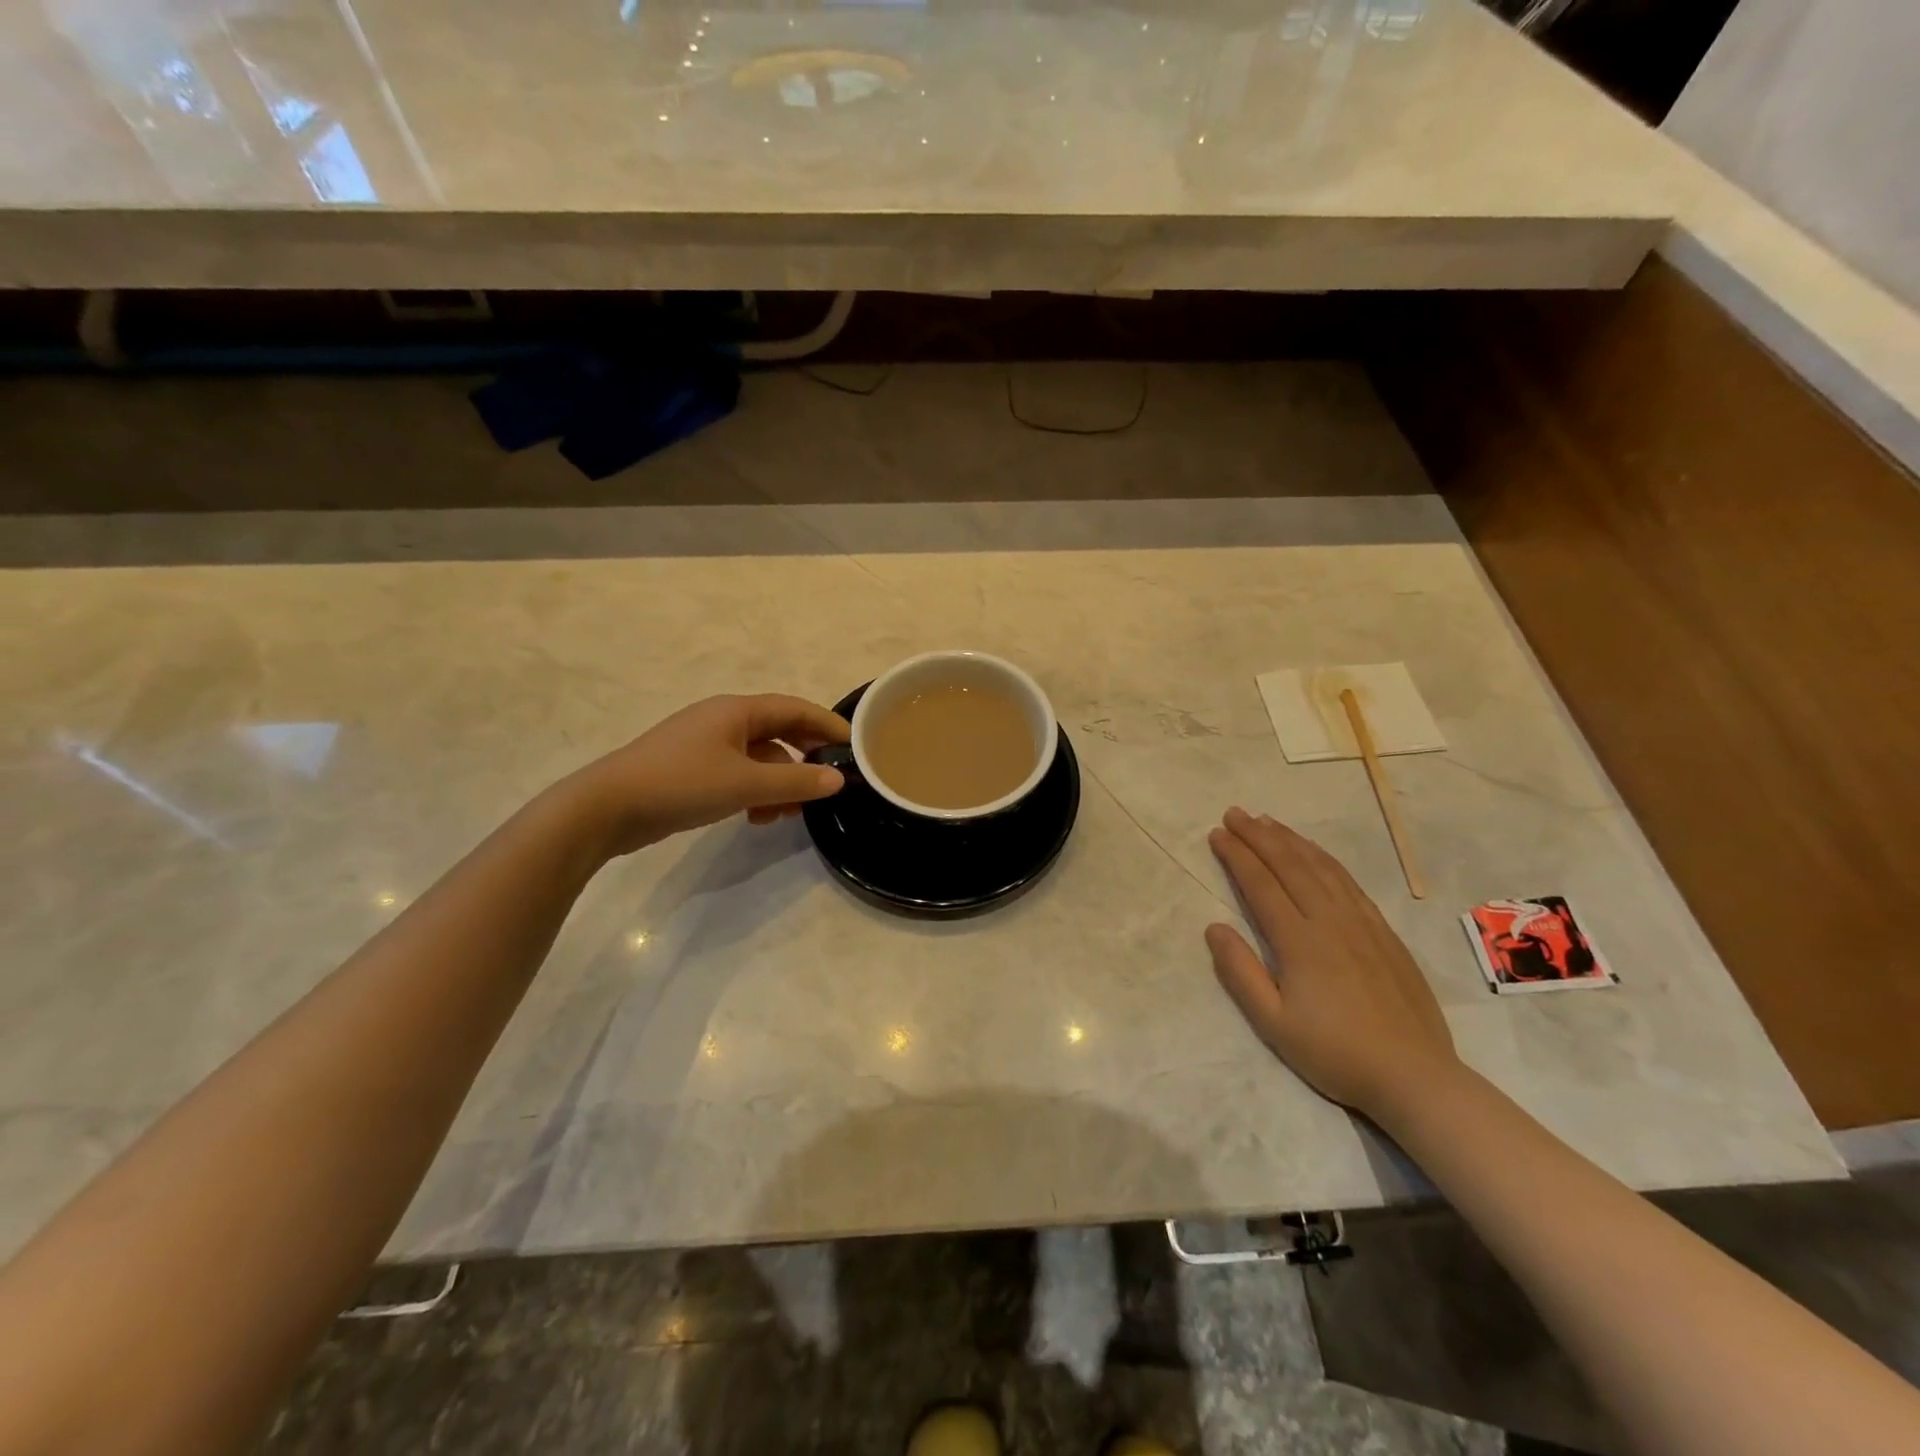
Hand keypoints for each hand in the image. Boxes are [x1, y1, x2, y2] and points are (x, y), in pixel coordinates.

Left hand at [563, 694, 849, 855]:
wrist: (607, 807)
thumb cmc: (681, 784)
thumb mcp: (746, 784)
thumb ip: (796, 780)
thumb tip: (838, 779)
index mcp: (737, 711)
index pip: (796, 709)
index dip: (828, 725)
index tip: (857, 746)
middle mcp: (724, 721)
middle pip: (779, 732)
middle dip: (805, 758)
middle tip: (829, 783)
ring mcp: (706, 746)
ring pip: (760, 758)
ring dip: (780, 782)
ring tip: (791, 813)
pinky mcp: (693, 770)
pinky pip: (739, 775)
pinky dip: (756, 792)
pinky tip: (758, 819)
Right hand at [1205, 807, 1460, 1122]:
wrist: (1415, 1076)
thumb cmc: (1335, 1052)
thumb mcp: (1273, 1023)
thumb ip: (1240, 973)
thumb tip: (1214, 927)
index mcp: (1299, 941)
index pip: (1261, 885)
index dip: (1237, 856)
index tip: (1217, 833)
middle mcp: (1330, 921)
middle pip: (1289, 866)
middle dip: (1259, 836)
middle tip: (1235, 813)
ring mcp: (1362, 924)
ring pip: (1321, 867)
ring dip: (1291, 840)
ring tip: (1268, 821)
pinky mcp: (1385, 933)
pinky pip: (1350, 882)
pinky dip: (1325, 859)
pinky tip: (1315, 853)